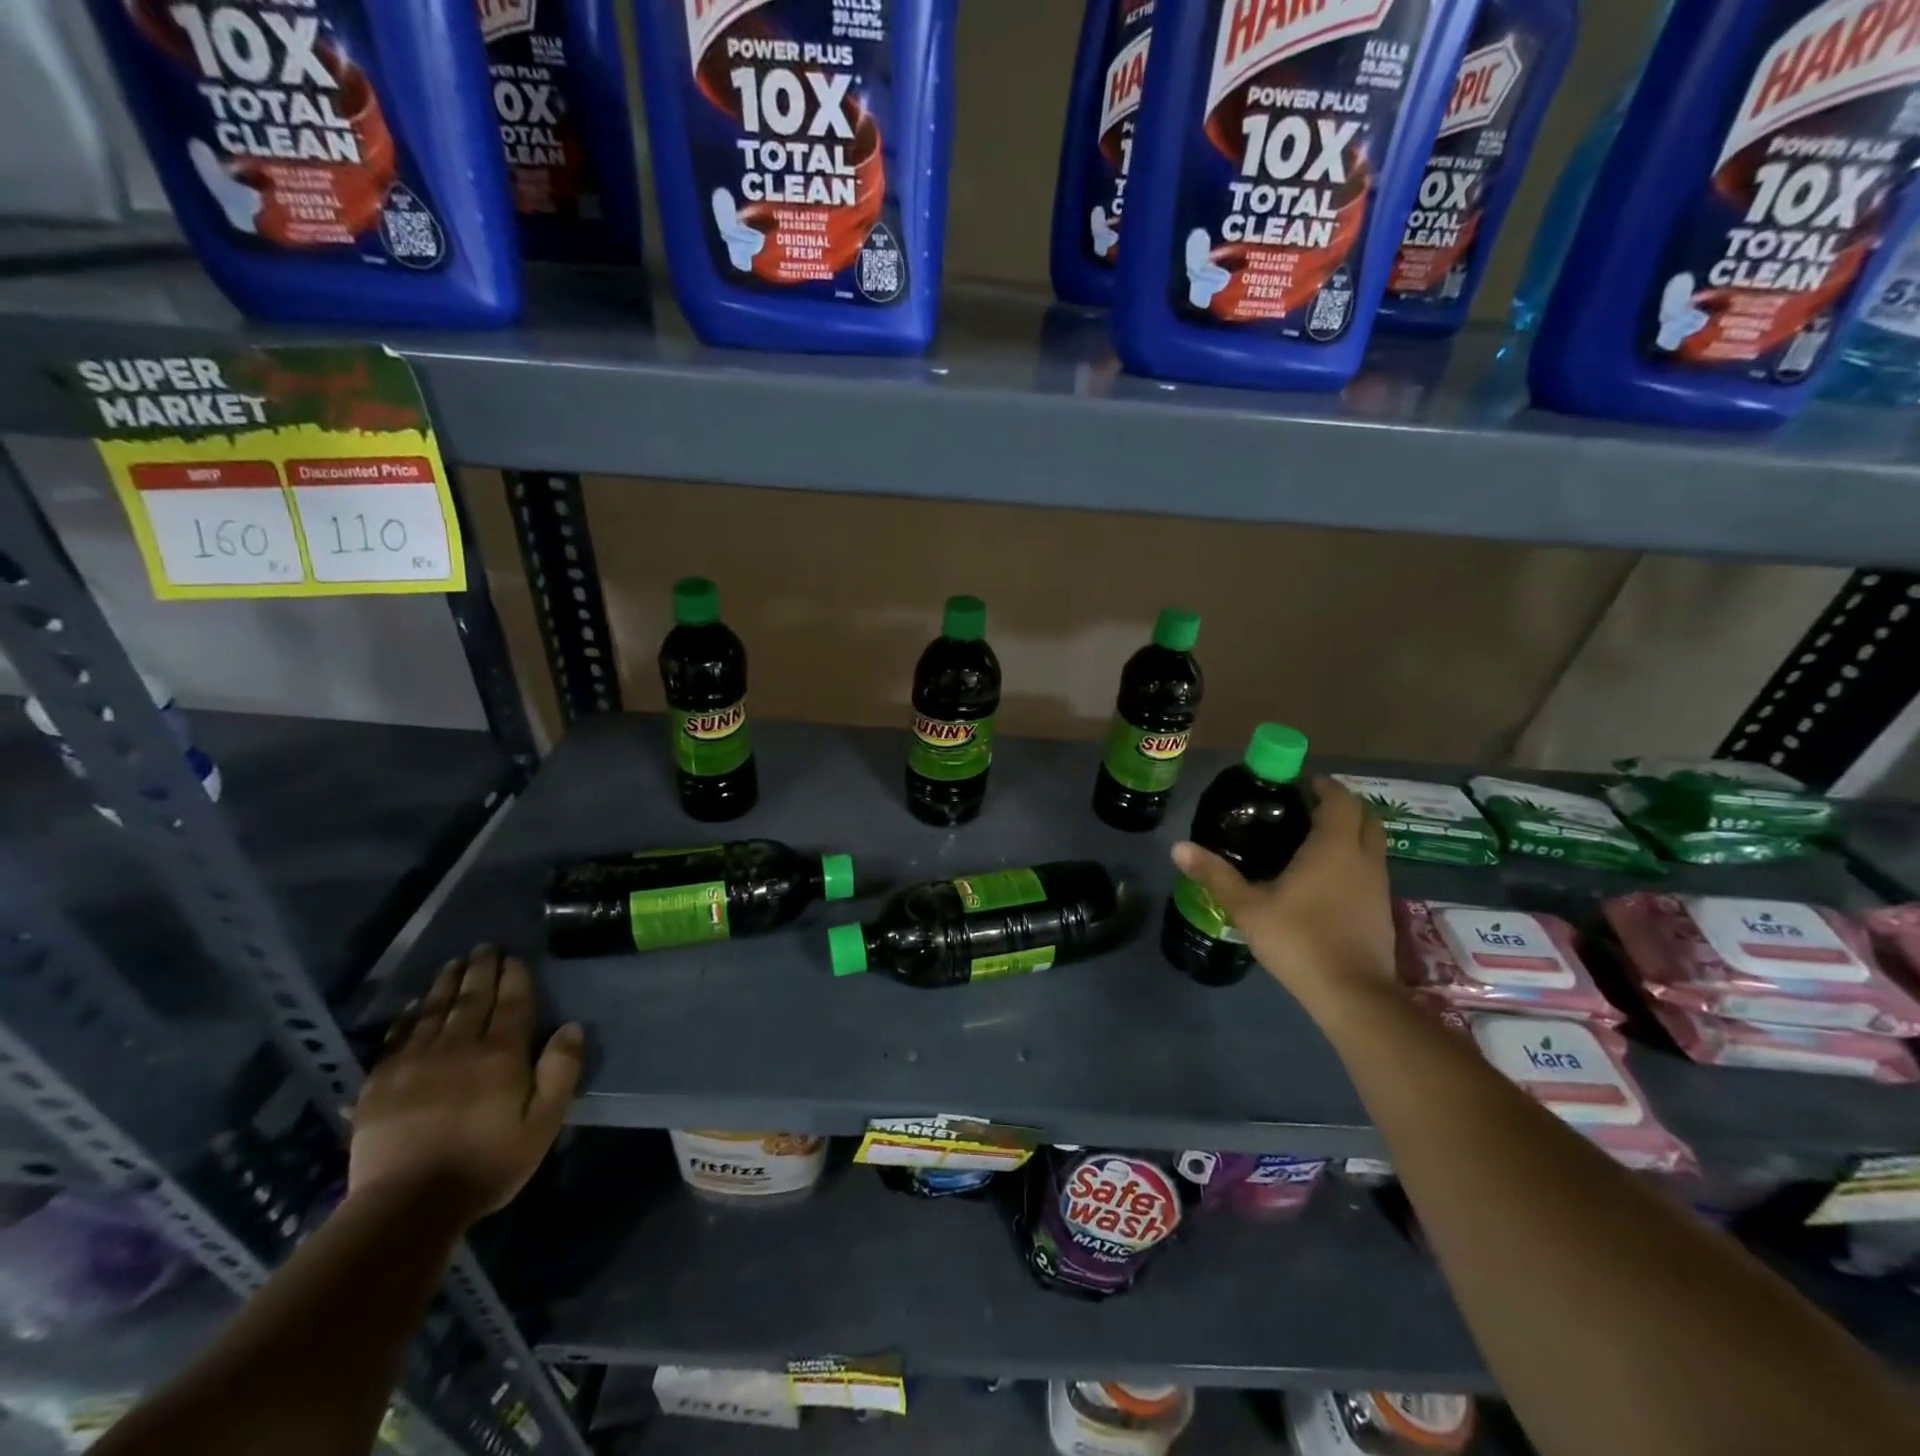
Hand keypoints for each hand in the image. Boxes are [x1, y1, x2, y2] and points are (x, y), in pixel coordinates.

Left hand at [349, 946, 584, 1222]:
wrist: (407, 1206)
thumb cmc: (487, 1163)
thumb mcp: (543, 1123)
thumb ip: (560, 1072)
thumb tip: (571, 1027)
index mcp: (501, 1054)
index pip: (512, 1003)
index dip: (514, 977)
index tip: (514, 957)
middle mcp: (458, 1047)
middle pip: (472, 998)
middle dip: (481, 970)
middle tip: (485, 947)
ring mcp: (415, 1062)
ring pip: (434, 1010)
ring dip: (447, 984)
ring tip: (454, 963)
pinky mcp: (380, 1084)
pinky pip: (398, 1037)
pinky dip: (409, 1016)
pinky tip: (415, 1005)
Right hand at [1170, 775, 1396, 1007]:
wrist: (1352, 994)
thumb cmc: (1299, 940)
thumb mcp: (1248, 907)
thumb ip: (1215, 874)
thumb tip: (1177, 847)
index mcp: (1333, 847)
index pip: (1339, 799)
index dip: (1322, 785)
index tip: (1298, 782)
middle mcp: (1363, 858)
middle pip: (1364, 816)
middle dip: (1340, 805)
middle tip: (1306, 807)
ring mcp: (1379, 885)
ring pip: (1372, 843)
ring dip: (1350, 832)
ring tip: (1313, 839)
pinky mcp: (1382, 909)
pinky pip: (1371, 868)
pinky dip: (1353, 859)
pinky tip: (1326, 878)